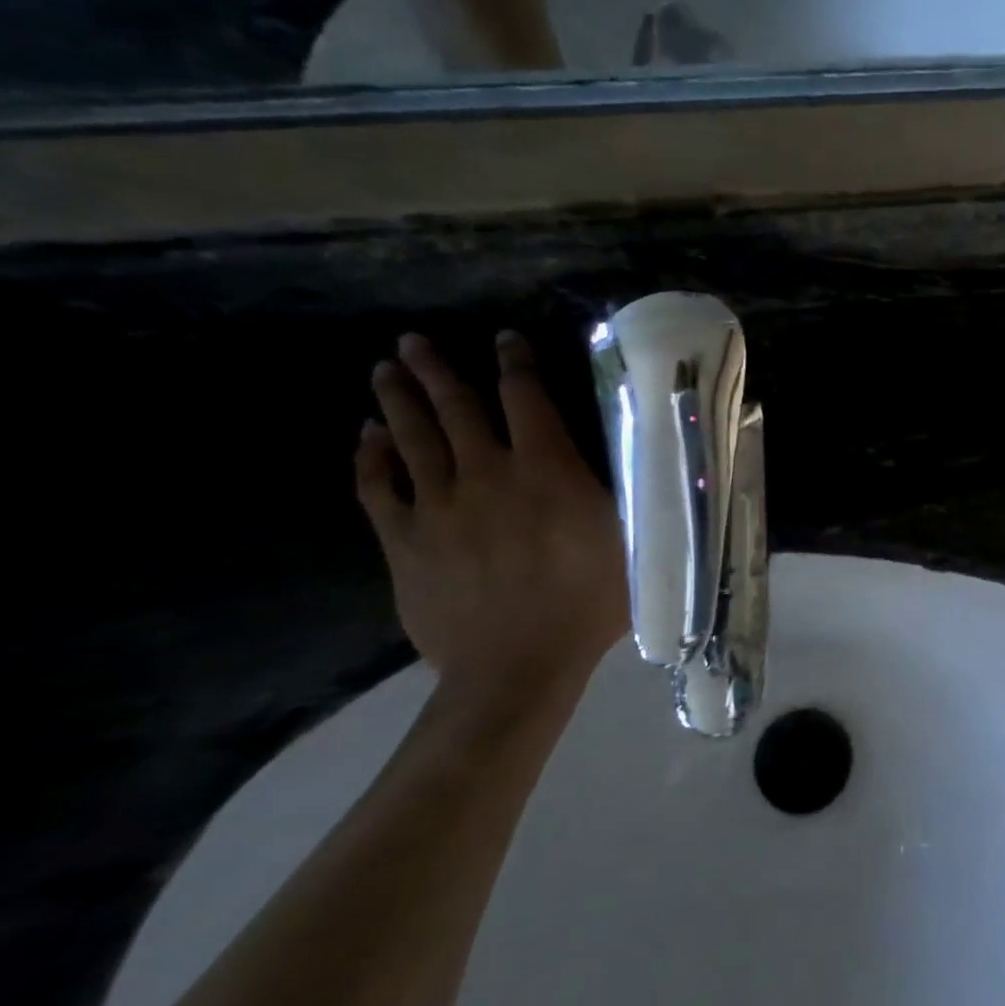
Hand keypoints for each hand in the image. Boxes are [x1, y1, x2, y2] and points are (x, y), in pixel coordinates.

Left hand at [357, 332, 626, 720]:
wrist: (517, 667)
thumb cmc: (589, 602)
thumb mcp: (631, 539)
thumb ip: (627, 490)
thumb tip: (637, 449)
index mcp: (547, 469)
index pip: (526, 398)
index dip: (516, 363)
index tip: (505, 338)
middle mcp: (488, 473)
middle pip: (455, 407)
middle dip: (436, 368)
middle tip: (413, 340)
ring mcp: (439, 505)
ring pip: (412, 437)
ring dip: (399, 399)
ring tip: (386, 369)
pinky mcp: (405, 540)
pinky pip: (378, 487)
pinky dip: (371, 457)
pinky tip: (367, 437)